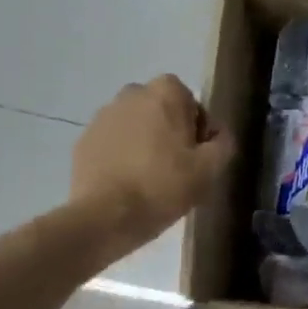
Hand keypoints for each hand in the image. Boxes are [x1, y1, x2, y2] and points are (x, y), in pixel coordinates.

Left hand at [71, 76, 234, 249]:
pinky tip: (127, 183)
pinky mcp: (84, 140)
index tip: (198, 156)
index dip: (198, 130)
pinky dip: (121, 156)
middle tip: (177, 167)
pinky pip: (113, 143)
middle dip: (169, 132)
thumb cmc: (164, 186)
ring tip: (149, 178)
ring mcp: (103, 116)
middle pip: (161, 111)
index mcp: (165, 92)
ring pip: (135, 125)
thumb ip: (224, 142)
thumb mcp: (210, 168)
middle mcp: (131, 94)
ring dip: (144, 143)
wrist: (105, 216)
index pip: (191, 103)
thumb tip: (219, 134)